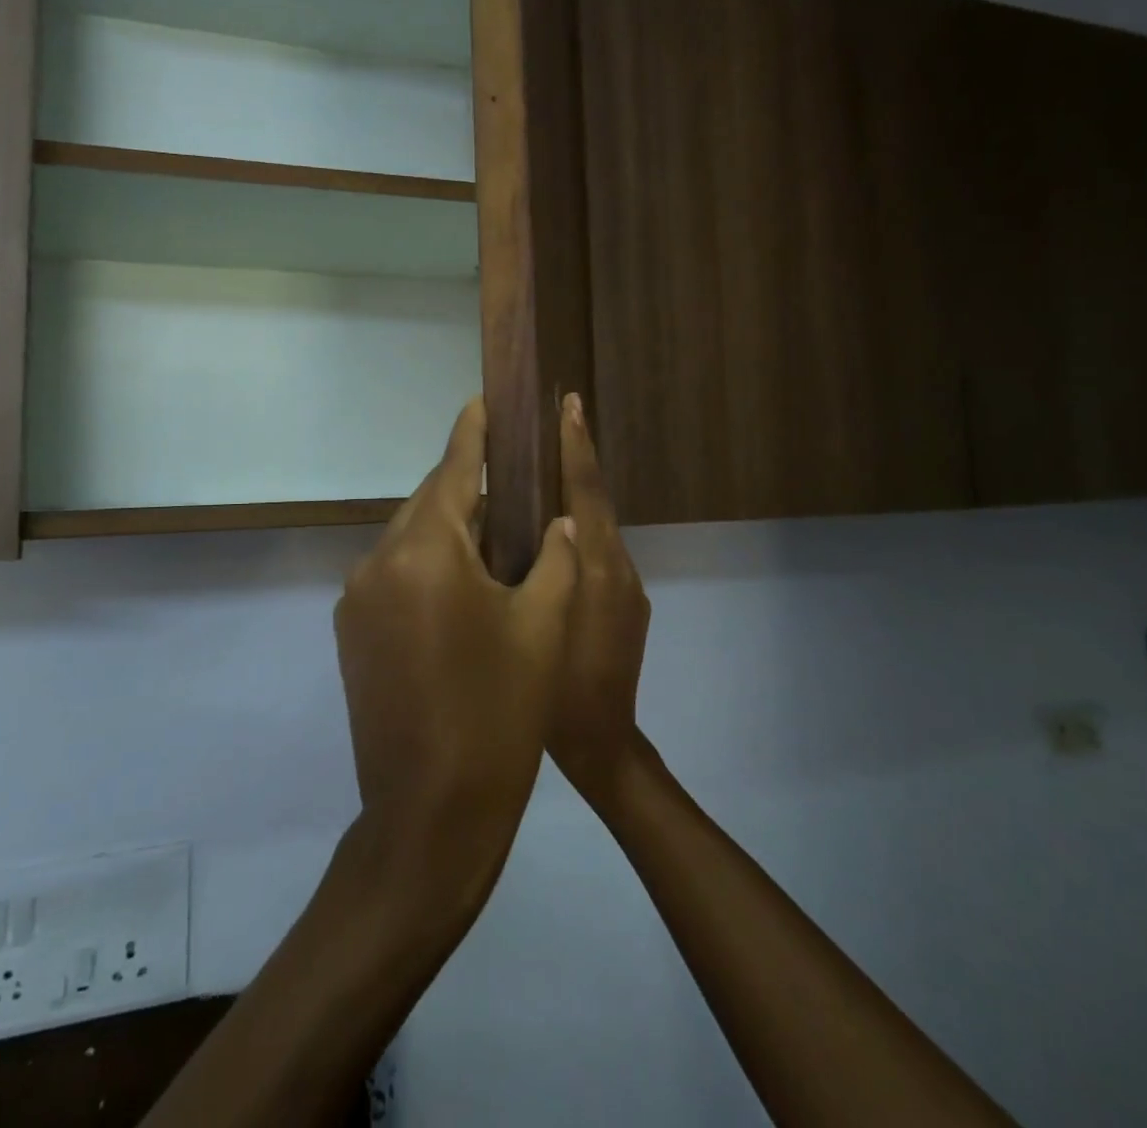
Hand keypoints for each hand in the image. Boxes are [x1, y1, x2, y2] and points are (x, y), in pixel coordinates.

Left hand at [335, 397, 579, 892]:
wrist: (431, 812)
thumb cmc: (501, 713)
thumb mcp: (544, 627)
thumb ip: (554, 558)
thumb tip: (555, 521)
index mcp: (426, 552)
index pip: (452, 469)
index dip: (473, 432)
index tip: (483, 398)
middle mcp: (378, 562)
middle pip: (428, 503)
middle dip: (467, 490)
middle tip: (510, 484)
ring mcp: (356, 599)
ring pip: (409, 540)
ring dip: (448, 532)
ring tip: (495, 539)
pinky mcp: (351, 632)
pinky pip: (394, 575)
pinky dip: (426, 566)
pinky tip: (461, 587)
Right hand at [549, 393, 652, 804]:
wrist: (605, 742)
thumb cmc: (555, 688)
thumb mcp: (535, 621)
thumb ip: (532, 569)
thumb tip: (516, 521)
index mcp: (595, 565)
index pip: (587, 491)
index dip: (577, 447)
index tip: (570, 405)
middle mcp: (618, 565)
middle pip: (597, 501)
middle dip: (579, 459)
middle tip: (556, 420)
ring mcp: (629, 586)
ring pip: (598, 527)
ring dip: (578, 496)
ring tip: (544, 473)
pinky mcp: (631, 604)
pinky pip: (602, 554)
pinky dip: (581, 533)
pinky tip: (554, 539)